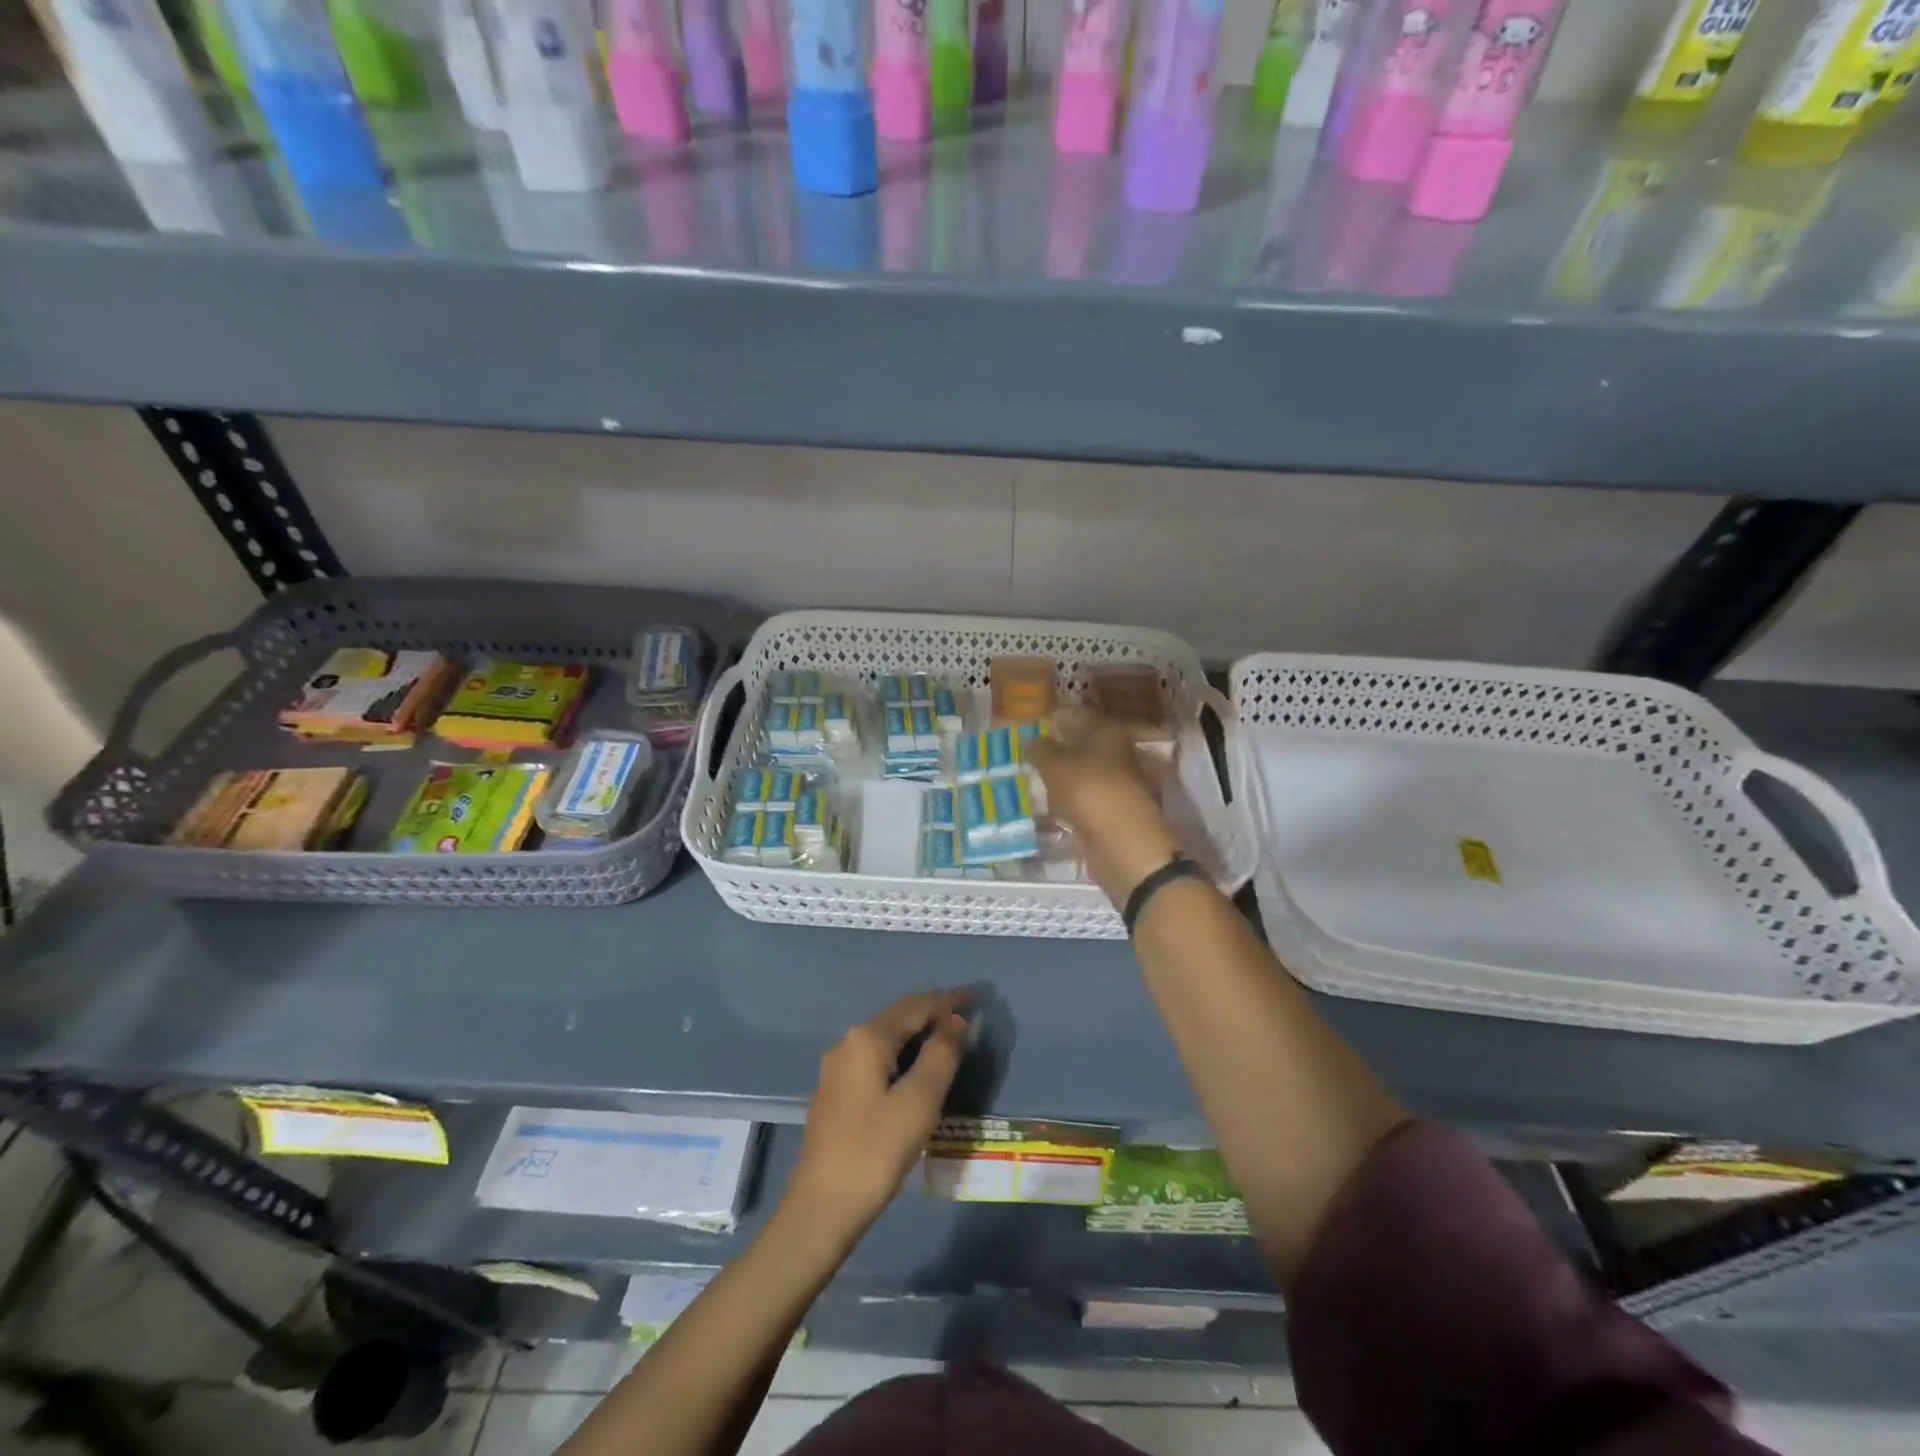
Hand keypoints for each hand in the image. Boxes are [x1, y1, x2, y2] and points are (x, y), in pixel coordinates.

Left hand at [781, 990, 971, 1249]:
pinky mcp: (836, 1092)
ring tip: (945, 1036)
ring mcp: (838, 1068)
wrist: (821, 1207)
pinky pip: (875, 1056)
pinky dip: (901, 1051)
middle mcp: (848, 1043)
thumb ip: (941, 1055)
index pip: (915, 1006)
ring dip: (916, 1032)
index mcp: (868, 1038)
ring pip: (885, 1036)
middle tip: (964, 1013)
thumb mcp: (919, 1101)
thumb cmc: (876, 1151)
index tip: (975, 995)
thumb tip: (955, 1021)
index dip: (947, 1000)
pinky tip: (914, 1067)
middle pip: (897, 1016)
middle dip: (931, 1011)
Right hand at [1029, 713, 1182, 904]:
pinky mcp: (1115, 812)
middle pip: (1085, 746)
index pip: (1081, 717)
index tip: (1038, 724)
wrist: (1123, 842)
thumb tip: (1031, 741)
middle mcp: (1118, 754)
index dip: (1059, 719)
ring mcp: (1119, 784)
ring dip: (1066, 777)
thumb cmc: (1089, 791)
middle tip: (1032, 753)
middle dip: (1061, 748)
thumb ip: (1040, 751)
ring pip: (1086, 774)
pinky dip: (1072, 801)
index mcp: (1108, 733)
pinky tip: (1053, 805)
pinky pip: (1087, 799)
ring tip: (1037, 780)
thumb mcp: (1054, 766)